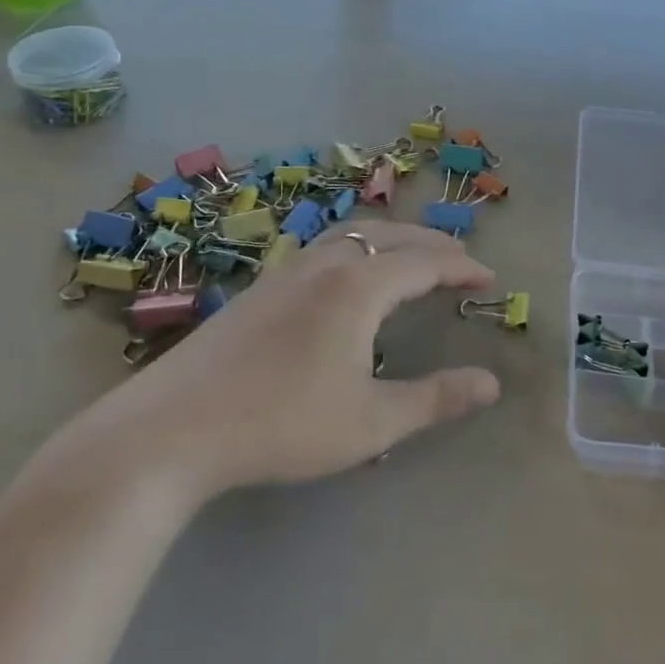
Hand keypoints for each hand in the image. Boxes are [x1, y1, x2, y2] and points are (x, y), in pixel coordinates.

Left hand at [54, 221, 500, 508]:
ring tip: (411, 257)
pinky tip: (347, 276)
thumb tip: (492, 383)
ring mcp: (287, 270)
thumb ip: (435, 399)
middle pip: (391, 236)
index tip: (489, 278)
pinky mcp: (261, 286)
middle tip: (460, 260)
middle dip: (431, 244)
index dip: (462, 267)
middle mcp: (326, 263)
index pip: (425, 262)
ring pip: (353, 234)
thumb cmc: (282, 424)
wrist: (173, 429)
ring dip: (392, 239)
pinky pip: (325, 247)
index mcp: (359, 286)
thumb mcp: (370, 422)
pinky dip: (358, 247)